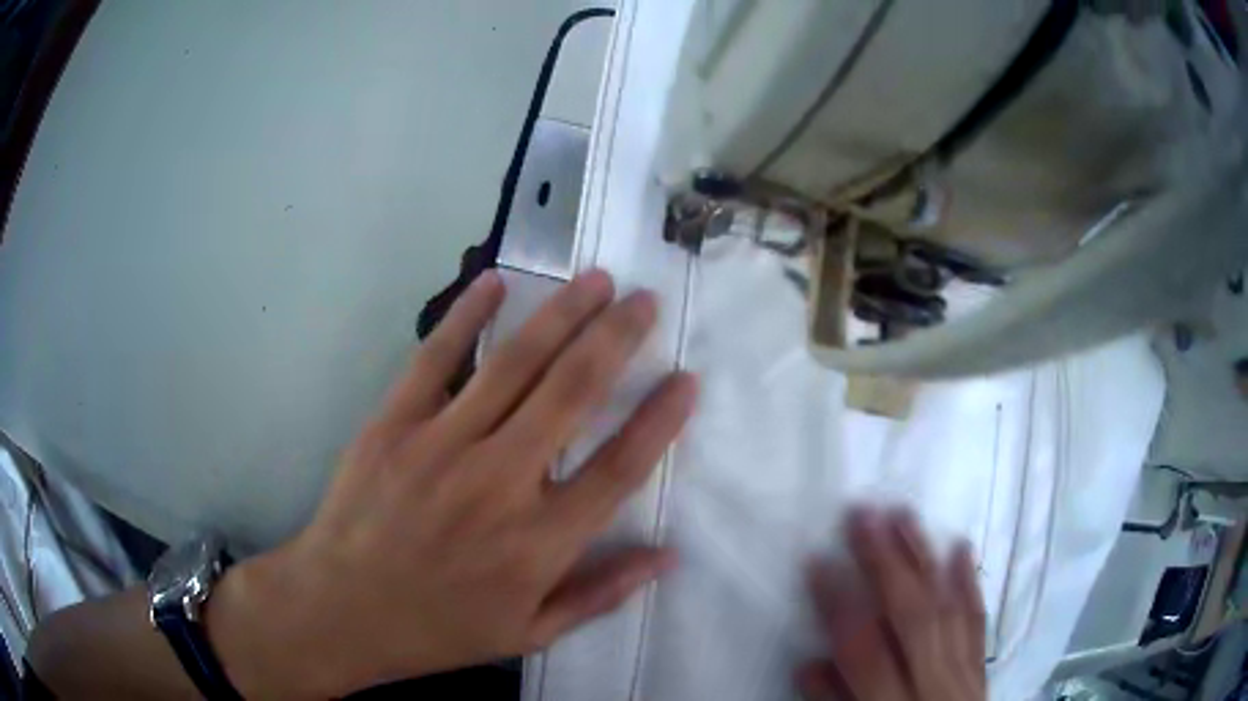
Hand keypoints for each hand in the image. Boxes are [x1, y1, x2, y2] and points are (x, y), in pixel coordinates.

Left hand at [208, 269, 697, 696]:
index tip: (686, 379)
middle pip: (573, 395)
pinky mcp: (394, 425)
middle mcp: (500, 484)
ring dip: (561, 315)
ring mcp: (441, 446)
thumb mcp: (529, 633)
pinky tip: (497, 280)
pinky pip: (435, 358)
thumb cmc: (439, 627)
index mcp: (538, 543)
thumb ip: (599, 594)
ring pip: (514, 365)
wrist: (342, 609)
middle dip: (617, 339)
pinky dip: (467, 315)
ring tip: (597, 279)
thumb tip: (667, 557)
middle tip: (645, 300)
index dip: (659, 421)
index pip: (618, 469)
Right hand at [799, 508, 986, 700]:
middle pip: (913, 618)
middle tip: (864, 515)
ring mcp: (964, 677)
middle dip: (886, 564)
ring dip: (925, 560)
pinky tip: (960, 550)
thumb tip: (810, 661)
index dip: (839, 605)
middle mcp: (933, 688)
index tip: (818, 561)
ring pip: (948, 609)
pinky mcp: (981, 673)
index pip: (864, 652)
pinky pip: (977, 622)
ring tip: (905, 516)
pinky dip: (969, 585)